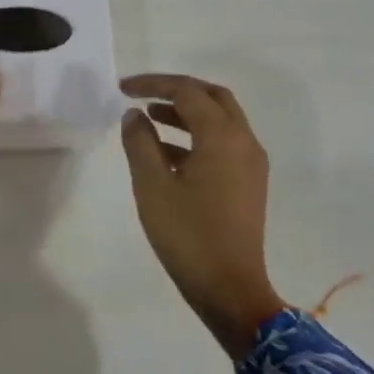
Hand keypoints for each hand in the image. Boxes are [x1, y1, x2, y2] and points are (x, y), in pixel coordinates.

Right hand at [120, 74, 283, 358]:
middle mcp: (243, 141)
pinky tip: (167, 153)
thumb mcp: (152, 186)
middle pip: (212, 97)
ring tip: (149, 118)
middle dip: (176, 90)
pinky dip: (197, 135)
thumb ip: (140, 142)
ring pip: (220, 119)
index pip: (187, 92)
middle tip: (143, 94)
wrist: (230, 290)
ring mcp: (251, 163)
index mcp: (222, 137)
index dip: (153, 84)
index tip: (122, 89)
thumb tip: (134, 115)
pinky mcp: (249, 183)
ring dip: (186, 112)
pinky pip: (224, 142)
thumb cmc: (188, 235)